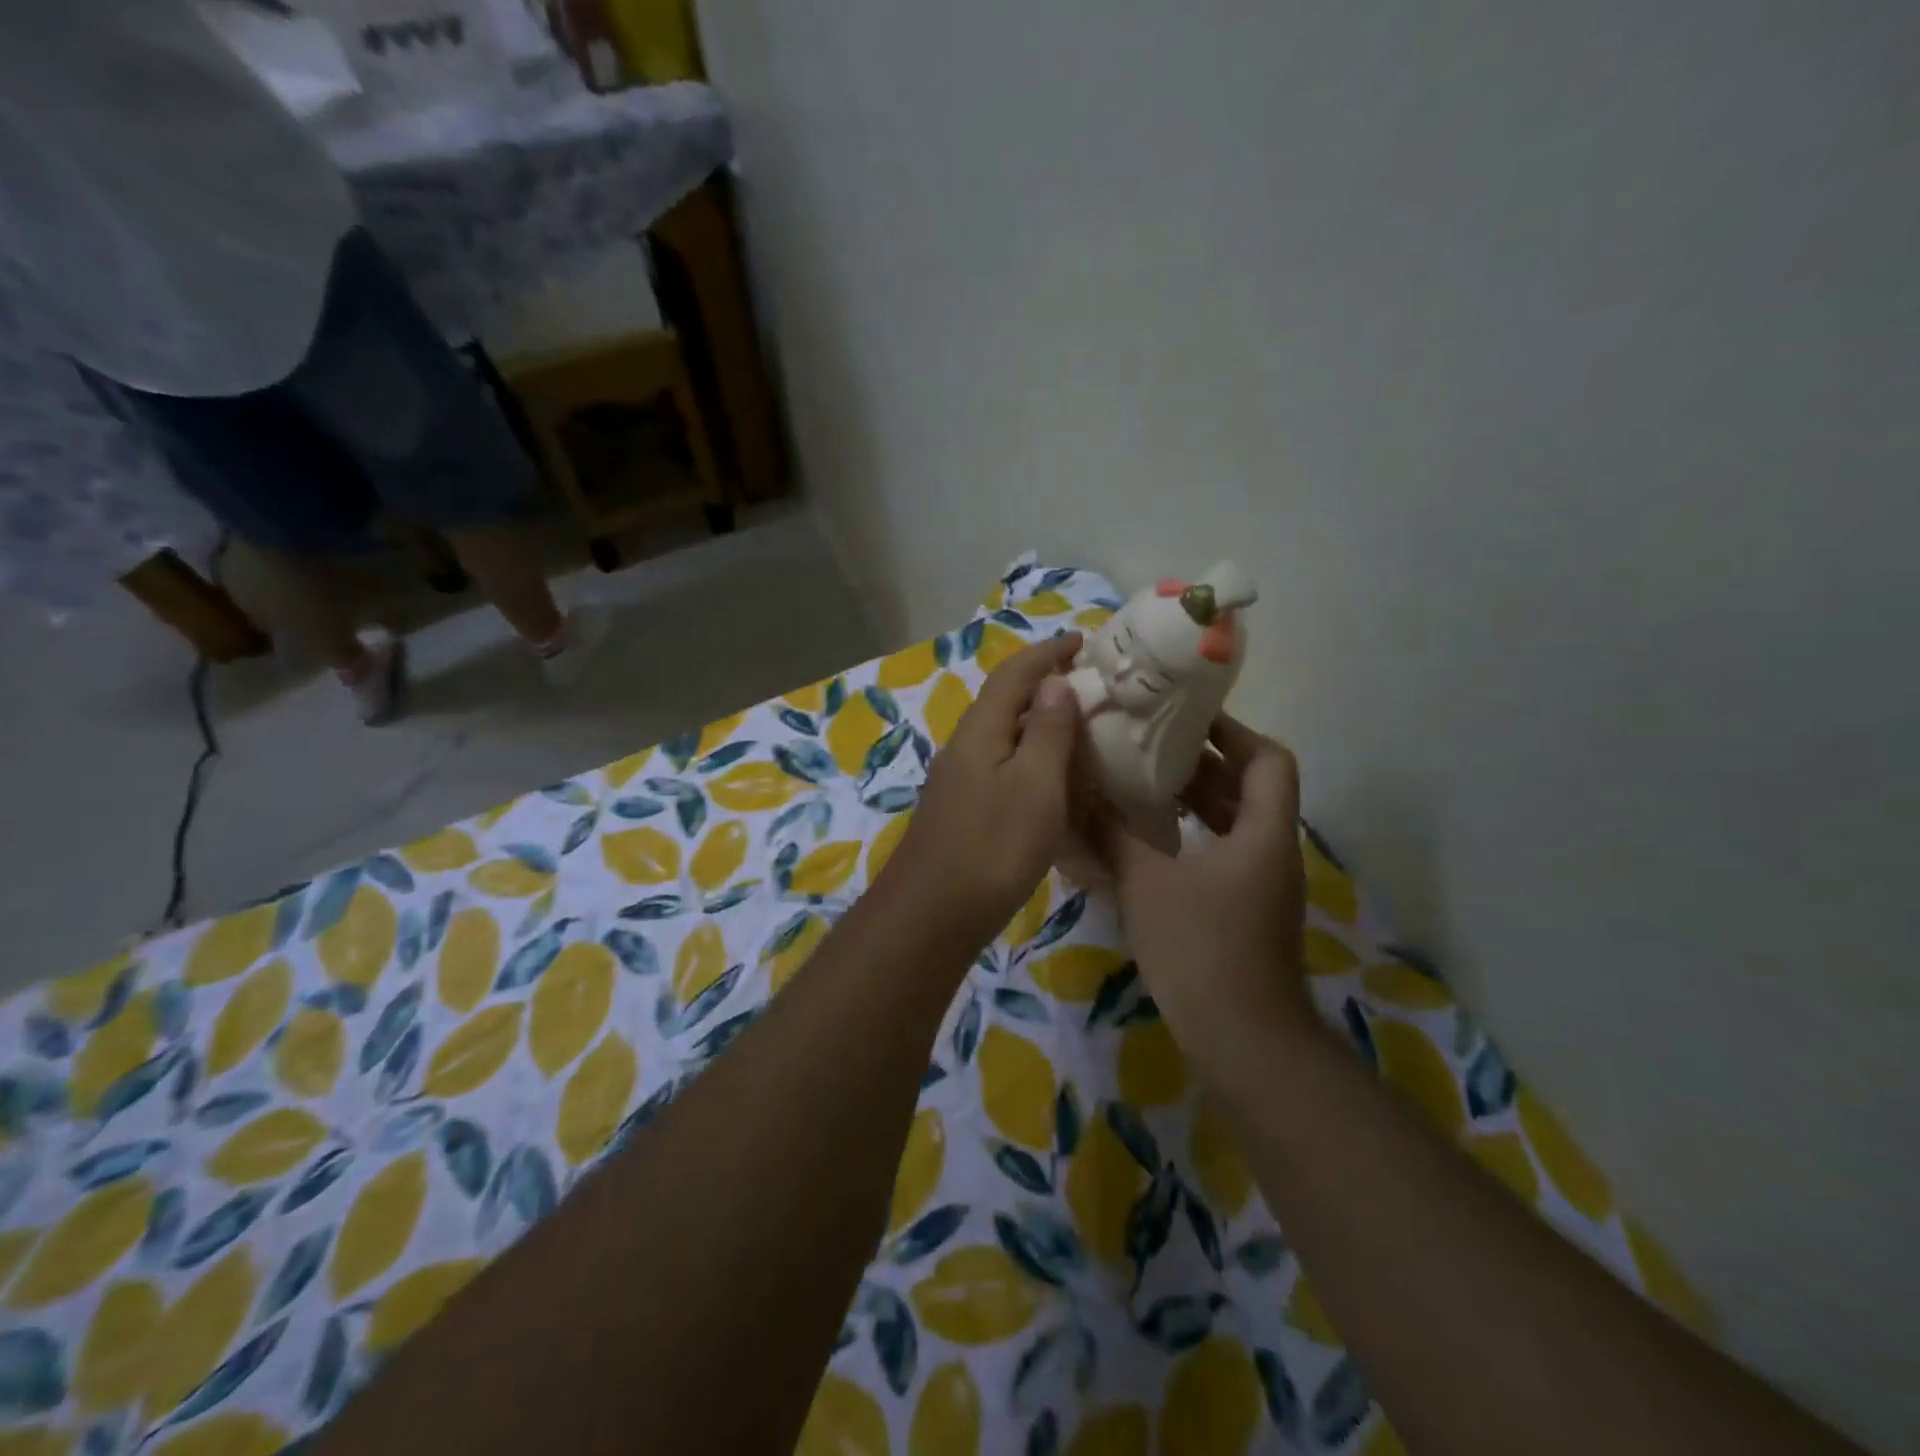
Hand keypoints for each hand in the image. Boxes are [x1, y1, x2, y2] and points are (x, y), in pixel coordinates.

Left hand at [885, 634, 1082, 944]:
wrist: (933, 914)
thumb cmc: (993, 846)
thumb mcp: (1034, 785)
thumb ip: (1046, 731)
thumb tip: (1054, 682)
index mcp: (980, 730)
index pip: (1014, 674)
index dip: (1048, 653)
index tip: (1083, 641)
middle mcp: (964, 746)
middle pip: (1004, 700)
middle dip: (1044, 683)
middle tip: (1089, 684)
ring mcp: (958, 779)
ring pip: (1002, 735)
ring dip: (1037, 721)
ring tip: (1078, 727)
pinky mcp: (962, 809)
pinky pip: (1001, 765)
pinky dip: (1029, 757)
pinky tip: (1050, 778)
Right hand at [1085, 716, 1313, 1058]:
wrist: (1242, 1041)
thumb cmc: (1200, 949)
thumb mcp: (1146, 883)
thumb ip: (1112, 834)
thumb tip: (1080, 793)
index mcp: (1264, 832)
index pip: (1268, 759)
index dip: (1233, 731)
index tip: (1186, 717)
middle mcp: (1272, 850)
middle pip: (1250, 786)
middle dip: (1204, 762)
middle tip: (1149, 743)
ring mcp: (1262, 883)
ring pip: (1236, 821)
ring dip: (1197, 799)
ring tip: (1143, 781)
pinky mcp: (1246, 909)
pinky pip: (1223, 851)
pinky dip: (1193, 833)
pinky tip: (1150, 837)